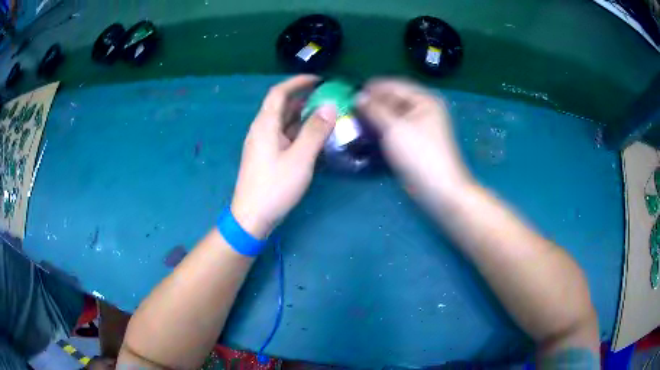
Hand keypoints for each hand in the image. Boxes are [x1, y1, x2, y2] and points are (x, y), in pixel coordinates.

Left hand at [231, 75, 336, 238]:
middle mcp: (261, 130)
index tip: (319, 80)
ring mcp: (262, 144)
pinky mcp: (266, 156)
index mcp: (265, 125)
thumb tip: (330, 106)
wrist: (252, 217)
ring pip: (283, 121)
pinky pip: (283, 135)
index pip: (279, 93)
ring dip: (302, 114)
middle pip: (281, 105)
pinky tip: (313, 136)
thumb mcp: (300, 158)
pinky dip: (298, 130)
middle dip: (303, 97)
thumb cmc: (275, 187)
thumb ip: (315, 131)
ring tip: (325, 114)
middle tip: (327, 97)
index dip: (297, 82)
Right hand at [357, 79, 471, 202]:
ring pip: (393, 114)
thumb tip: (358, 96)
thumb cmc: (419, 154)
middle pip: (394, 99)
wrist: (438, 189)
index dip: (372, 89)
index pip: (394, 85)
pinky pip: (396, 127)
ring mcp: (421, 125)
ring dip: (376, 116)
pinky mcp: (415, 140)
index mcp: (424, 99)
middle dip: (373, 103)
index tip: (350, 95)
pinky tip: (368, 132)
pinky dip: (383, 128)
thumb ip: (374, 109)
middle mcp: (424, 108)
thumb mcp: (394, 127)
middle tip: (351, 110)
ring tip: (356, 121)